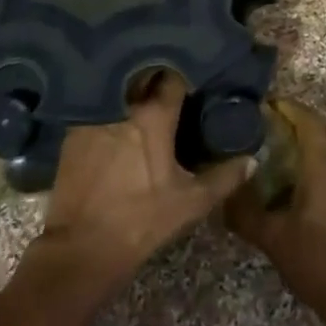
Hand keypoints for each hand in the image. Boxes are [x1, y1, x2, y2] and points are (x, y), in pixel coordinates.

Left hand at [36, 71, 252, 292]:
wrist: (82, 248)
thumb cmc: (142, 221)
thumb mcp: (191, 202)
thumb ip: (225, 177)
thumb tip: (252, 159)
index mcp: (153, 115)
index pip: (173, 78)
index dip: (185, 77)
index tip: (193, 82)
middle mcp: (121, 105)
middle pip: (141, 78)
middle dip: (155, 78)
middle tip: (169, 90)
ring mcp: (93, 116)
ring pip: (117, 91)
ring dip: (130, 92)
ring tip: (143, 100)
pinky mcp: (72, 131)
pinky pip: (95, 108)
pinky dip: (108, 109)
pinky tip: (116, 122)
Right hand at [225, 98, 325, 315]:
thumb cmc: (318, 261)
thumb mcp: (273, 238)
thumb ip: (246, 214)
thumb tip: (222, 196)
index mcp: (323, 168)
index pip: (309, 123)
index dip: (290, 108)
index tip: (266, 103)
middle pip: (323, 132)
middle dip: (298, 121)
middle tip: (268, 123)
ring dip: (308, 144)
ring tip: (276, 151)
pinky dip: (315, 165)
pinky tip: (294, 184)